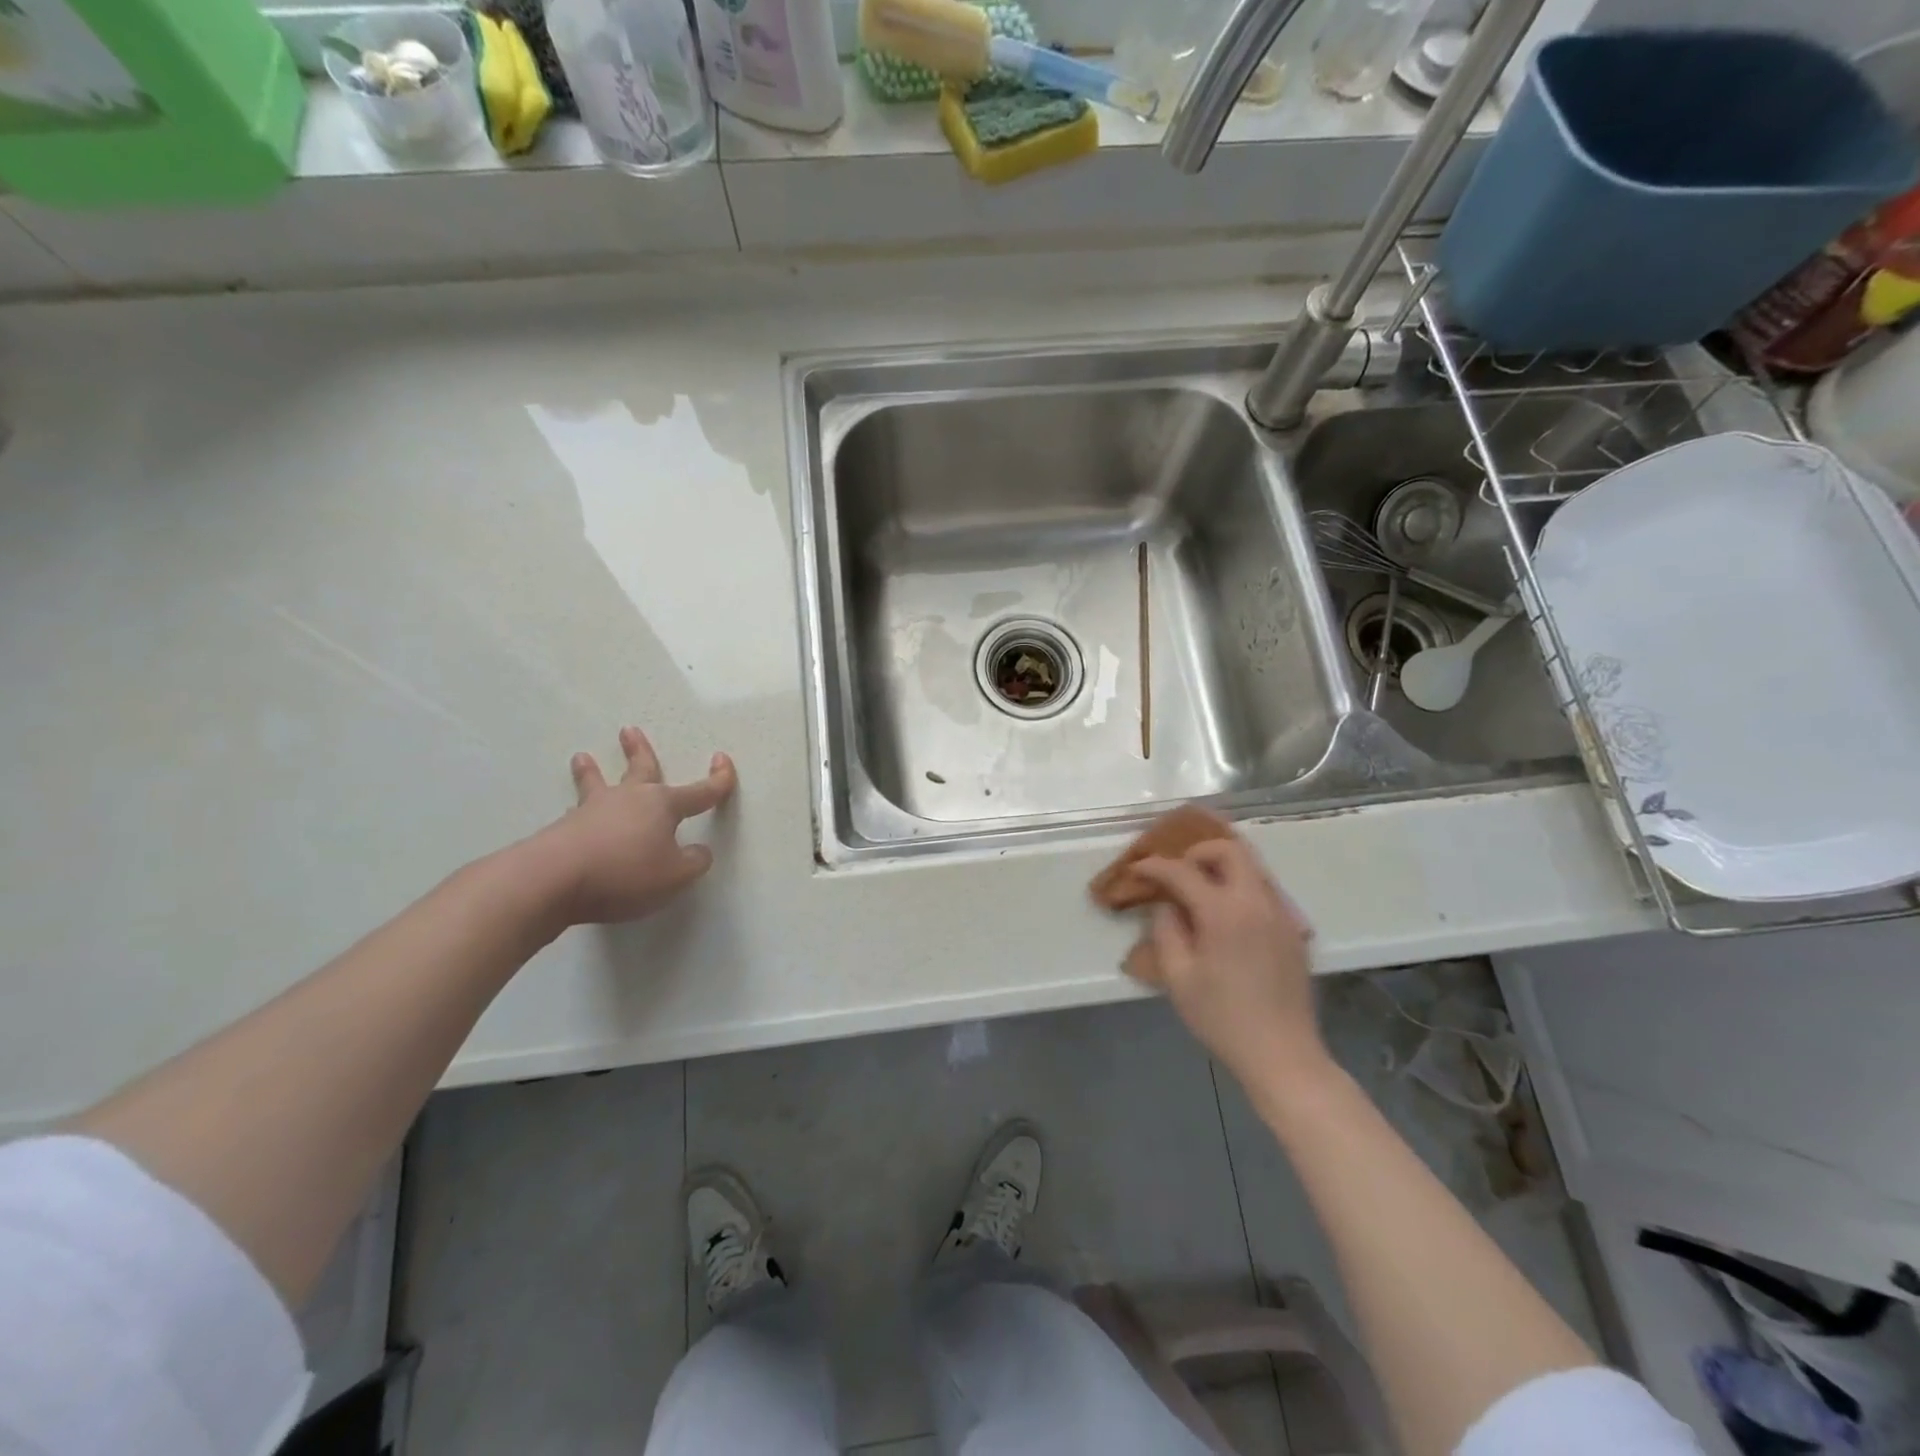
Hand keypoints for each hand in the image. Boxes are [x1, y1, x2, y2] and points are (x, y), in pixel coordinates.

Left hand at [538, 726, 737, 923]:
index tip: (723, 760)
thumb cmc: (625, 872)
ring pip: (597, 785)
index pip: (700, 792)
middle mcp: (629, 799)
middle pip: (640, 770)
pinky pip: (577, 814)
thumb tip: (698, 851)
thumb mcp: (675, 876)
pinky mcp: (564, 829)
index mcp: (663, 806)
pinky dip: (580, 811)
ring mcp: (593, 811)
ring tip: (582, 757)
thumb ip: (694, 862)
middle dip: (639, 751)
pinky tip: (573, 814)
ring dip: (592, 771)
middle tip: (629, 731)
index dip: (718, 780)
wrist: (553, 878)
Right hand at [1126, 838, 1327, 1090]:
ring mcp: (1281, 914)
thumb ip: (1166, 931)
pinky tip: (1226, 916)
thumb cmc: (1223, 1018)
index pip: (1183, 871)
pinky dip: (1240, 887)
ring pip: (1252, 867)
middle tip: (1177, 872)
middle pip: (1230, 850)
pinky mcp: (1293, 930)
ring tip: (1199, 890)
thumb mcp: (1178, 978)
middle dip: (1198, 852)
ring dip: (1222, 867)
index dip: (1155, 866)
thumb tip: (1167, 906)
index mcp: (1224, 912)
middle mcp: (1257, 902)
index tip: (1136, 868)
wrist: (1283, 1055)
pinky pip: (1264, 890)